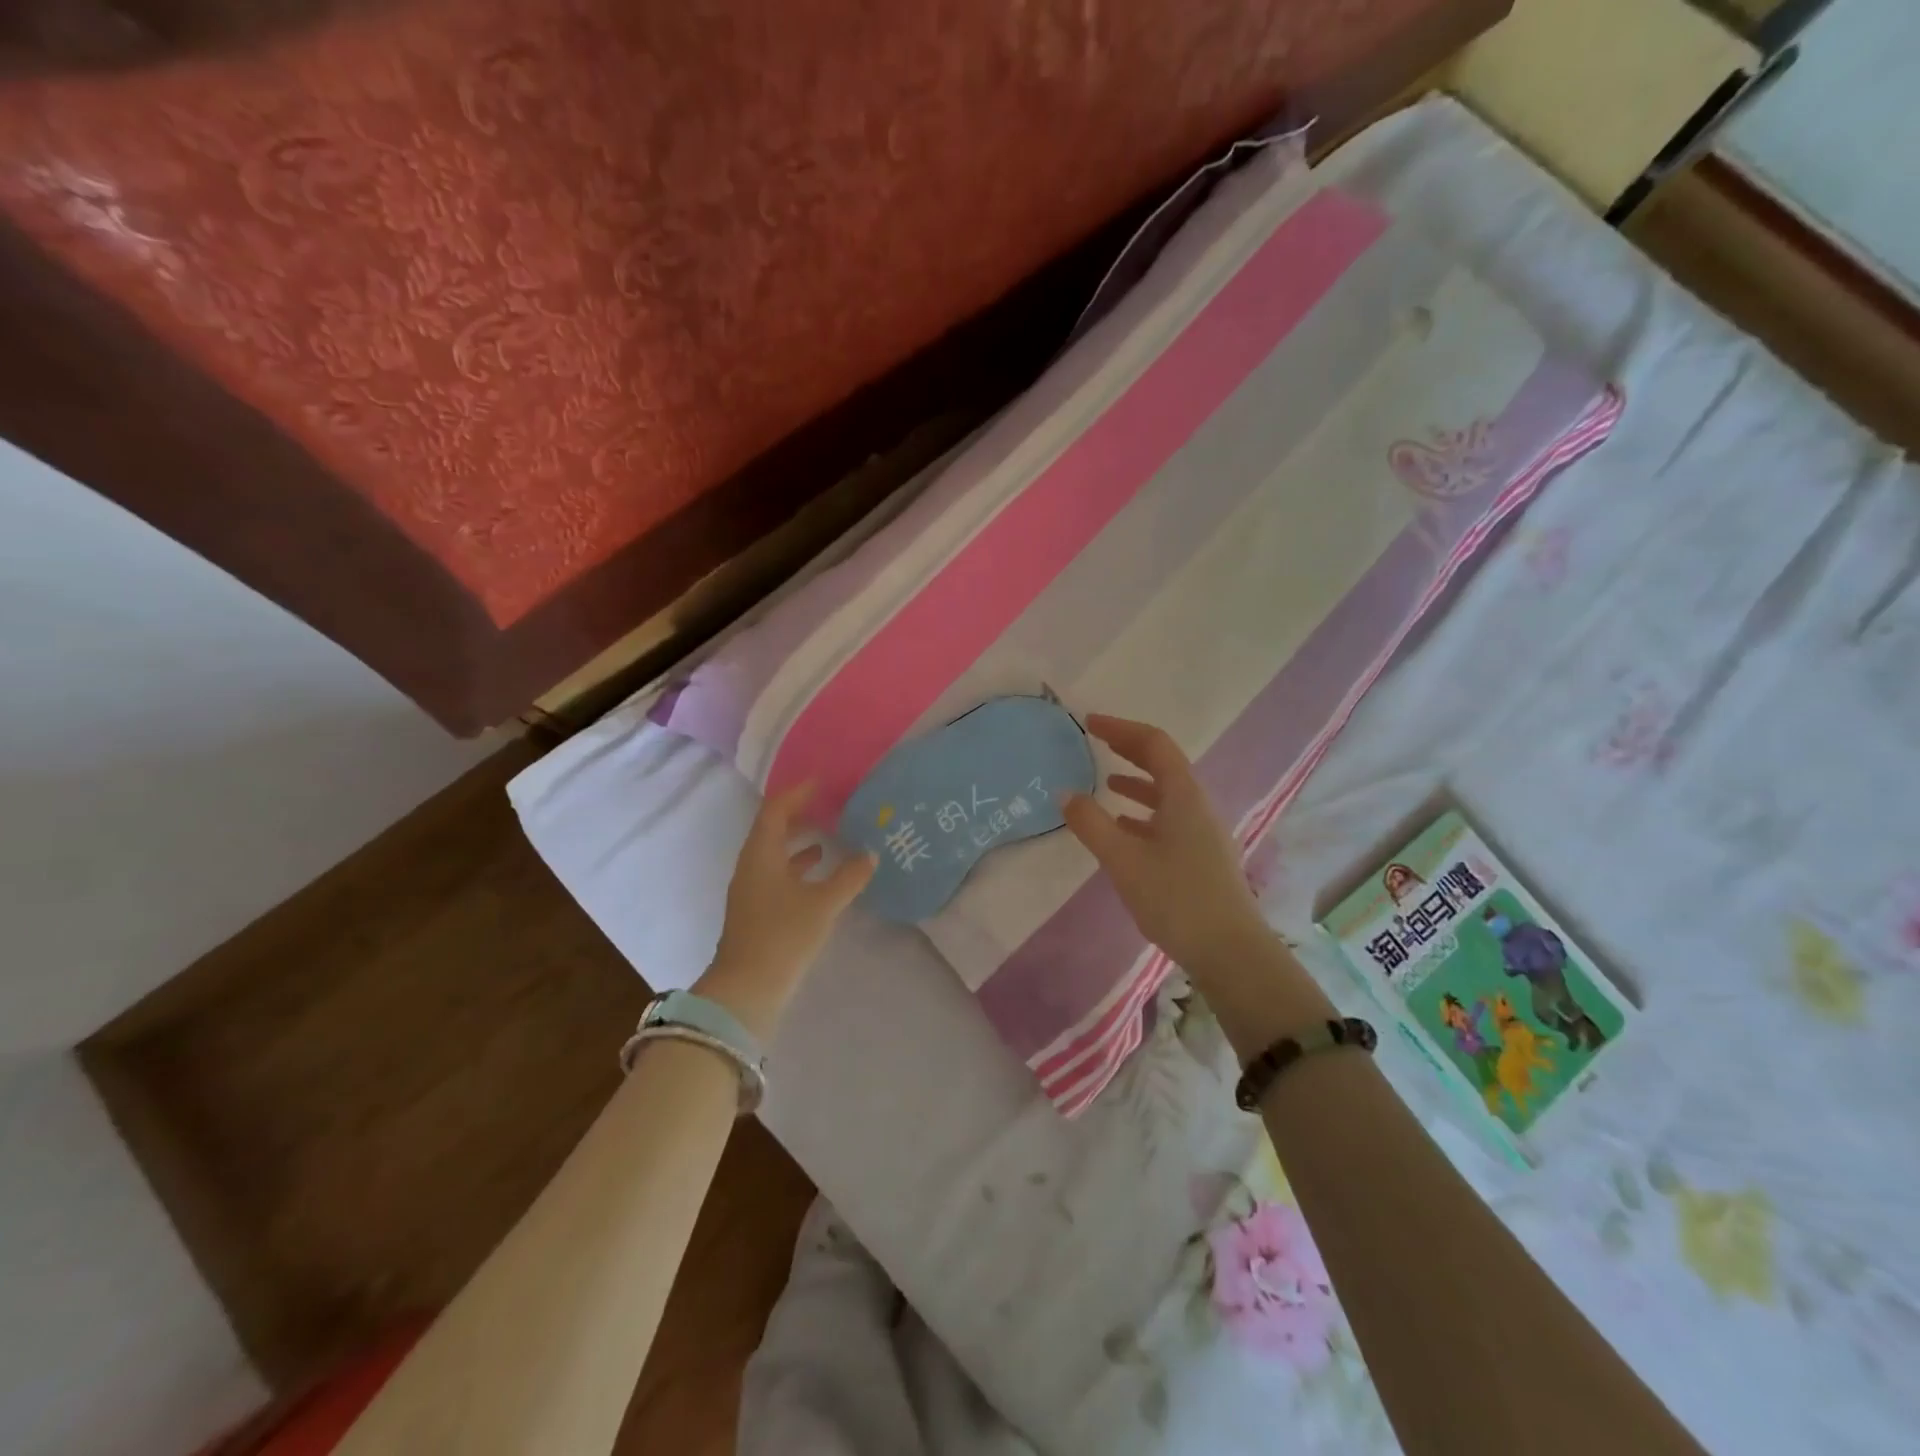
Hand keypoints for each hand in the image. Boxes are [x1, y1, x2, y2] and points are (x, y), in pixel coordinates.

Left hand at [697, 782, 875, 1040]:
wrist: (747, 989)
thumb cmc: (783, 936)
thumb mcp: (823, 904)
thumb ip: (849, 876)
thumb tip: (870, 853)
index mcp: (761, 854)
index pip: (775, 809)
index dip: (797, 793)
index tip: (821, 782)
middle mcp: (751, 865)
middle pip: (772, 828)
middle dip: (798, 814)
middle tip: (827, 805)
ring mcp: (751, 889)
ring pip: (774, 853)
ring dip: (798, 840)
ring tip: (828, 835)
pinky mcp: (756, 910)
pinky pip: (777, 874)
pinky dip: (798, 866)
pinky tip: (820, 873)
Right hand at [1060, 715, 1276, 981]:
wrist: (1230, 952)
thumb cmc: (1176, 898)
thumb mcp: (1123, 859)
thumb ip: (1091, 824)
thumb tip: (1065, 793)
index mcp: (1183, 796)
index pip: (1154, 744)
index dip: (1121, 729)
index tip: (1090, 723)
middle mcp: (1197, 806)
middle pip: (1164, 765)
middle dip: (1129, 750)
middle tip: (1097, 742)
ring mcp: (1203, 833)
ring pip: (1167, 795)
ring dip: (1137, 783)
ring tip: (1107, 784)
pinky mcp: (1202, 858)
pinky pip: (1169, 820)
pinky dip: (1144, 815)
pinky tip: (1124, 831)